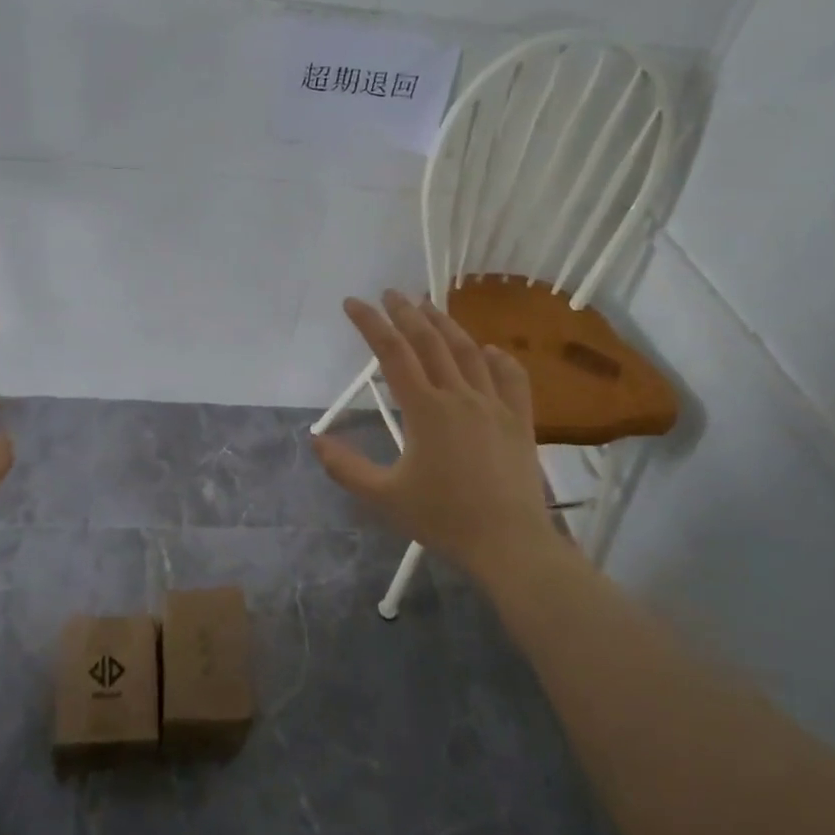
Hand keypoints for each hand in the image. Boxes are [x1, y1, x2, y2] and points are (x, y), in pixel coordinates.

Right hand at [313, 290, 562, 584]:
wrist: (508, 541)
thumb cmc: (442, 518)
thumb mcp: (384, 497)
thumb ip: (346, 468)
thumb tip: (315, 440)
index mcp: (425, 409)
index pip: (392, 353)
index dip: (371, 323)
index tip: (353, 302)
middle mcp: (459, 395)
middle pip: (430, 341)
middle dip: (407, 312)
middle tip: (390, 293)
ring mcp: (494, 404)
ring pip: (468, 351)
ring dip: (446, 324)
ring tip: (429, 306)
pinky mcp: (519, 419)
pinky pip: (510, 377)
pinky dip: (497, 358)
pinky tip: (489, 350)